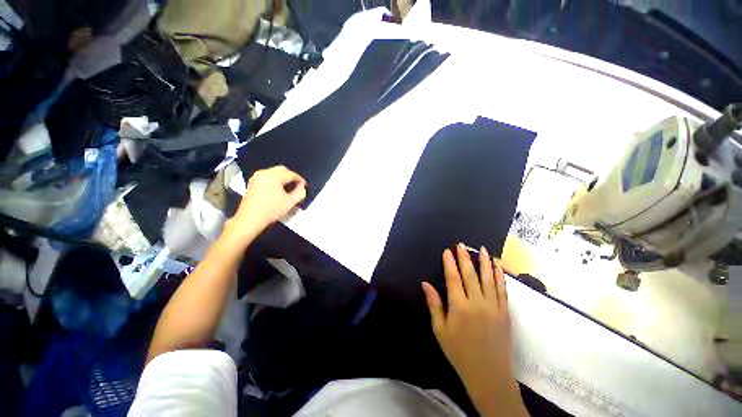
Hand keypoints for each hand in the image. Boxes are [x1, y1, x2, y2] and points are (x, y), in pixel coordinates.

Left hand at [229, 166, 306, 235]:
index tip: (304, 185)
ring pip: (274, 172)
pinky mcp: (253, 183)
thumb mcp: (290, 202)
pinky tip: (278, 190)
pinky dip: (274, 180)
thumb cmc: (269, 211)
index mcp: (273, 177)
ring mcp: (256, 178)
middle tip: (297, 185)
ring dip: (283, 178)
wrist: (250, 219)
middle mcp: (264, 174)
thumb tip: (302, 187)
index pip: (291, 174)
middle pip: (282, 169)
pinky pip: (267, 176)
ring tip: (288, 188)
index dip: (300, 179)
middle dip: (291, 176)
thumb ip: (300, 192)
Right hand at [422, 244, 527, 416]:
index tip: (447, 251)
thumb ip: (434, 304)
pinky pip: (502, 289)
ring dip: (485, 262)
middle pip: (471, 275)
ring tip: (482, 249)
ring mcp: (494, 307)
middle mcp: (477, 303)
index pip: (453, 279)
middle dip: (465, 258)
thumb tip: (425, 284)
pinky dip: (500, 275)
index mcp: (459, 308)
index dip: (450, 263)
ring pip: (489, 279)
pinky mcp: (505, 312)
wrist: (489, 375)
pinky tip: (498, 266)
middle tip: (462, 245)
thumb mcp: (440, 330)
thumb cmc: (459, 352)